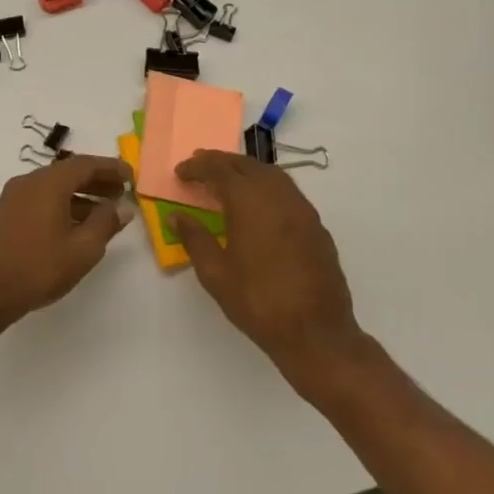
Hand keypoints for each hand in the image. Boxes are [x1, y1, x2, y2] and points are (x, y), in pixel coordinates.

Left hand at [0, 154, 134, 325]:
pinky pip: (39, 201)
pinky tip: (73, 227)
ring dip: (80, 196)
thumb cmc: (38, 268)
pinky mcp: (4, 217)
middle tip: (120, 193)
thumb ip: (106, 223)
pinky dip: (61, 206)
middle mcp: (28, 183)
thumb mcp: (83, 249)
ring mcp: (12, 199)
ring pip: (52, 189)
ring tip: (102, 214)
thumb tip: (122, 207)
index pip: (85, 164)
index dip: (111, 168)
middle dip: (96, 182)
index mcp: (48, 183)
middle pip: (68, 173)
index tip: (131, 176)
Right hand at [168, 151, 373, 394]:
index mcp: (250, 202)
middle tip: (200, 167)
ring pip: (272, 175)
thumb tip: (176, 216)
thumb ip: (195, 239)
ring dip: (246, 172)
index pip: (220, 170)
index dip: (198, 166)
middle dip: (222, 163)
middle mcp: (279, 196)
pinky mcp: (316, 226)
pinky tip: (256, 206)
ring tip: (226, 182)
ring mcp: (303, 210)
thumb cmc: (257, 302)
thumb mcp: (215, 273)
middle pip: (248, 166)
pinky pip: (287, 193)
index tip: (180, 171)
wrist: (315, 331)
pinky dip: (266, 188)